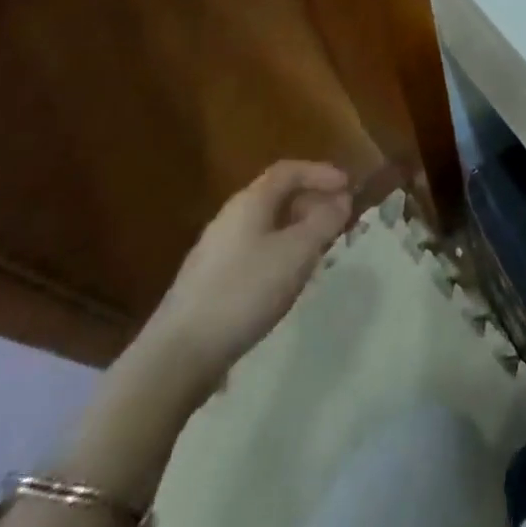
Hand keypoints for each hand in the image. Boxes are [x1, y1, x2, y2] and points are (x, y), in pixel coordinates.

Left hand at [142, 160, 352, 399]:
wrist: (177, 356)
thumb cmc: (244, 292)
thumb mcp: (296, 254)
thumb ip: (323, 222)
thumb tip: (341, 200)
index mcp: (250, 202)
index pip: (288, 171)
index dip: (320, 173)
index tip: (348, 186)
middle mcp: (230, 217)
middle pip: (276, 196)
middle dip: (311, 202)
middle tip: (338, 220)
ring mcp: (216, 250)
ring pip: (266, 226)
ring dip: (297, 230)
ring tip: (319, 251)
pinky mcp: (210, 282)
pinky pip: (255, 250)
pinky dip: (279, 252)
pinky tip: (286, 281)